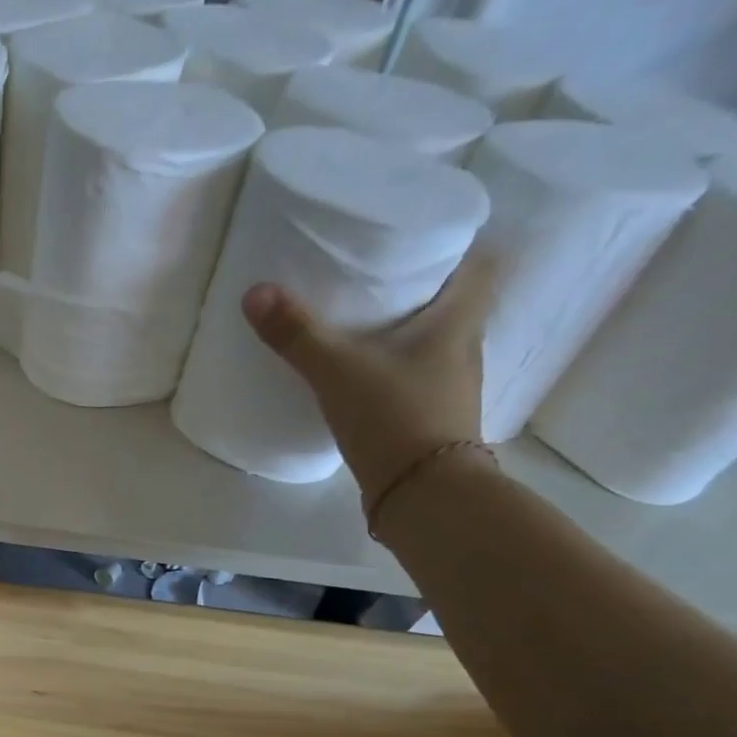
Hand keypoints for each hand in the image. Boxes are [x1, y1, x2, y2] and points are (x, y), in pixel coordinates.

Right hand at [240, 251, 497, 506]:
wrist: (423, 497)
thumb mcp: (339, 371)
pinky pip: (415, 380)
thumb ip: (298, 334)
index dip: (457, 245)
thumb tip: (255, 292)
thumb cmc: (395, 418)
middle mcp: (464, 349)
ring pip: (433, 344)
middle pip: (454, 303)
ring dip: (406, 333)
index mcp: (458, 322)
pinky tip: (361, 379)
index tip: (419, 239)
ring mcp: (450, 389)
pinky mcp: (430, 422)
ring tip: (361, 325)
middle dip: (420, 288)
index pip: (482, 263)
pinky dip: (394, 372)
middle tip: (374, 277)